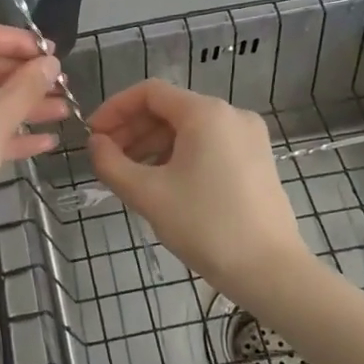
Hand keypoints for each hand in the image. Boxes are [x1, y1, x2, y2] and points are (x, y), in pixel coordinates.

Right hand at [88, 80, 307, 292]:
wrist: (269, 270)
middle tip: (106, 158)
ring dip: (153, 144)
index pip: (149, 92)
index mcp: (206, 113)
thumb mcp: (148, 194)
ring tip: (130, 175)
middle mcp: (231, 114)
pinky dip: (179, 155)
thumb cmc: (205, 225)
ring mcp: (249, 137)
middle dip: (133, 130)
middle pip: (170, 109)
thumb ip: (111, 163)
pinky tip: (163, 182)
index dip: (115, 109)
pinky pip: (208, 144)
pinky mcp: (256, 160)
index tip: (93, 136)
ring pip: (189, 128)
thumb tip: (96, 144)